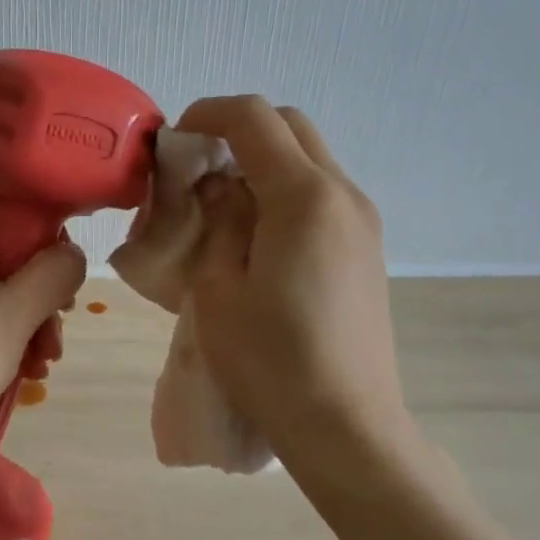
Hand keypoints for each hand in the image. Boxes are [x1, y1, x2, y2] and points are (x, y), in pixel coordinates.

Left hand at [0, 191, 85, 459]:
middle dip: (41, 288)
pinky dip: (4, 333)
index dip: (43, 224)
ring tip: (44, 362)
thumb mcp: (14, 315)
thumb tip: (72, 252)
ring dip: (28, 319)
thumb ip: (54, 274)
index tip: (64, 266)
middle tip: (58, 327)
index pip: (7, 198)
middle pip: (8, 247)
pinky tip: (24, 371)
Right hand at [176, 95, 415, 456]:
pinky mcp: (366, 247)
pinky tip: (255, 234)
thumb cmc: (269, 362)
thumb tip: (217, 184)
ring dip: (261, 160)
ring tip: (220, 204)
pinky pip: (321, 192)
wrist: (345, 425)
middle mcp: (343, 195)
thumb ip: (216, 219)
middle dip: (237, 130)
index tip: (173, 141)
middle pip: (289, 126)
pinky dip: (282, 188)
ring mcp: (362, 221)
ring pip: (309, 157)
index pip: (254, 118)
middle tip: (194, 169)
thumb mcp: (217, 287)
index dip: (207, 114)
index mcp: (304, 197)